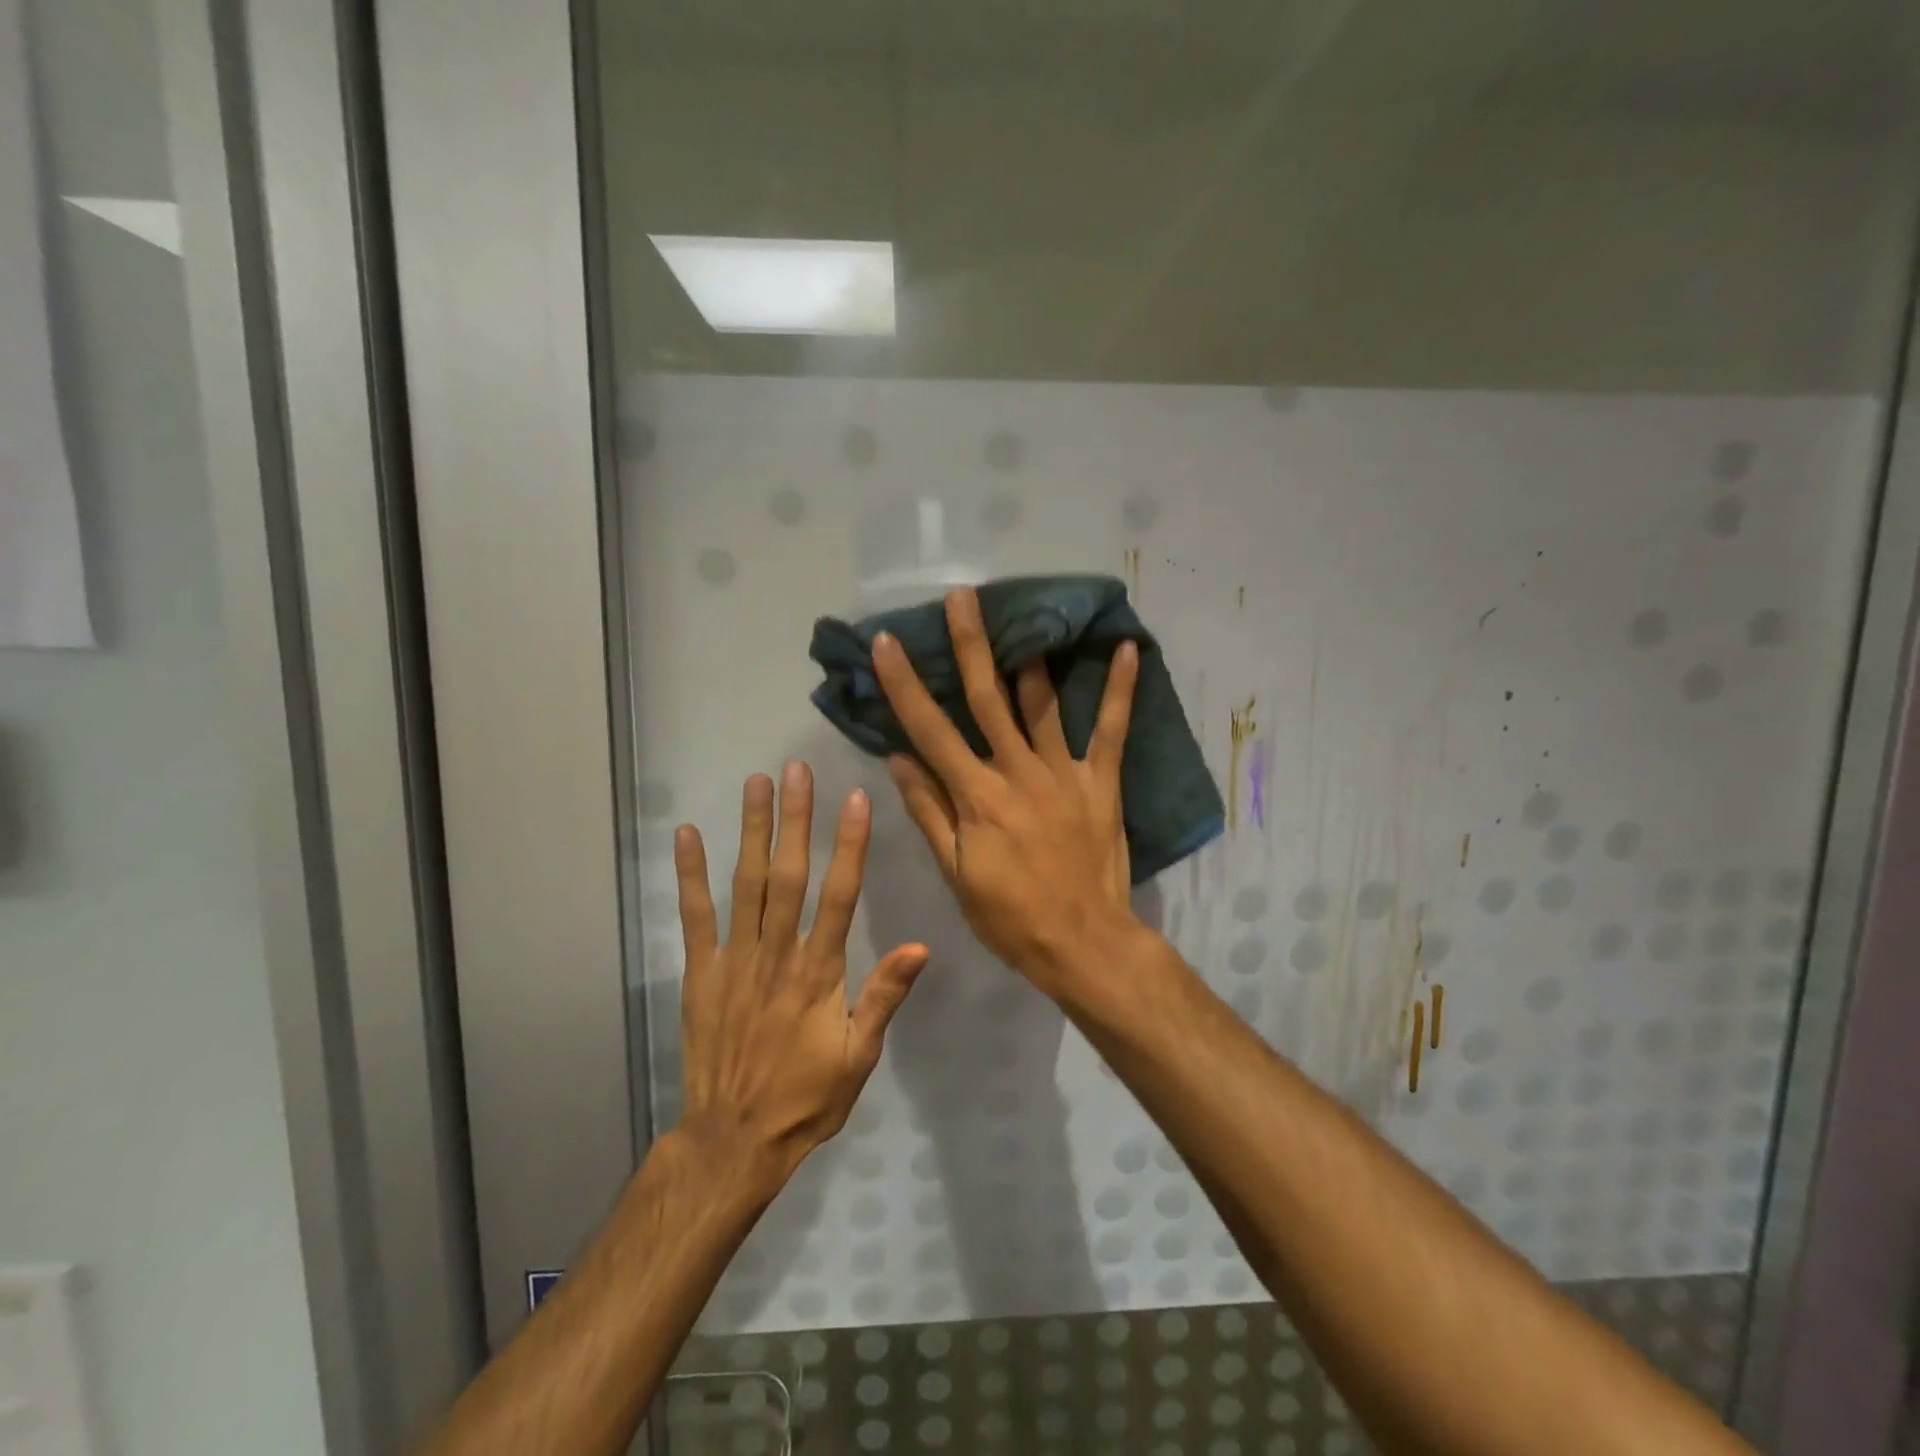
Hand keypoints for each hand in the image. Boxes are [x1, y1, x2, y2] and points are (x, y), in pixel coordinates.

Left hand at [674, 763, 928, 1187]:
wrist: (734, 1140)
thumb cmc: (806, 1097)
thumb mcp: (859, 1055)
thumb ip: (883, 996)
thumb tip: (920, 946)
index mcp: (820, 971)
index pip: (840, 895)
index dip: (849, 845)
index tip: (854, 799)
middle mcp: (778, 953)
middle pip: (789, 875)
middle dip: (796, 819)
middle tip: (798, 770)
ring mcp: (735, 959)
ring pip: (746, 883)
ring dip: (752, 831)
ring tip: (757, 784)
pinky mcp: (701, 971)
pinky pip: (695, 916)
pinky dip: (691, 874)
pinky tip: (688, 835)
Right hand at [871, 589, 1140, 994]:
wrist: (1083, 943)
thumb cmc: (1010, 916)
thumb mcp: (956, 872)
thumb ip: (929, 812)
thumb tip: (898, 758)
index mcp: (976, 795)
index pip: (930, 730)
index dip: (905, 684)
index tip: (887, 643)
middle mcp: (1017, 771)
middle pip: (988, 698)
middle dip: (970, 645)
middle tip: (962, 596)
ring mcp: (1063, 772)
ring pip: (1043, 704)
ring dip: (1030, 657)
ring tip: (1025, 612)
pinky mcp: (1101, 781)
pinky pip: (1112, 730)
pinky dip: (1120, 690)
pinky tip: (1127, 649)